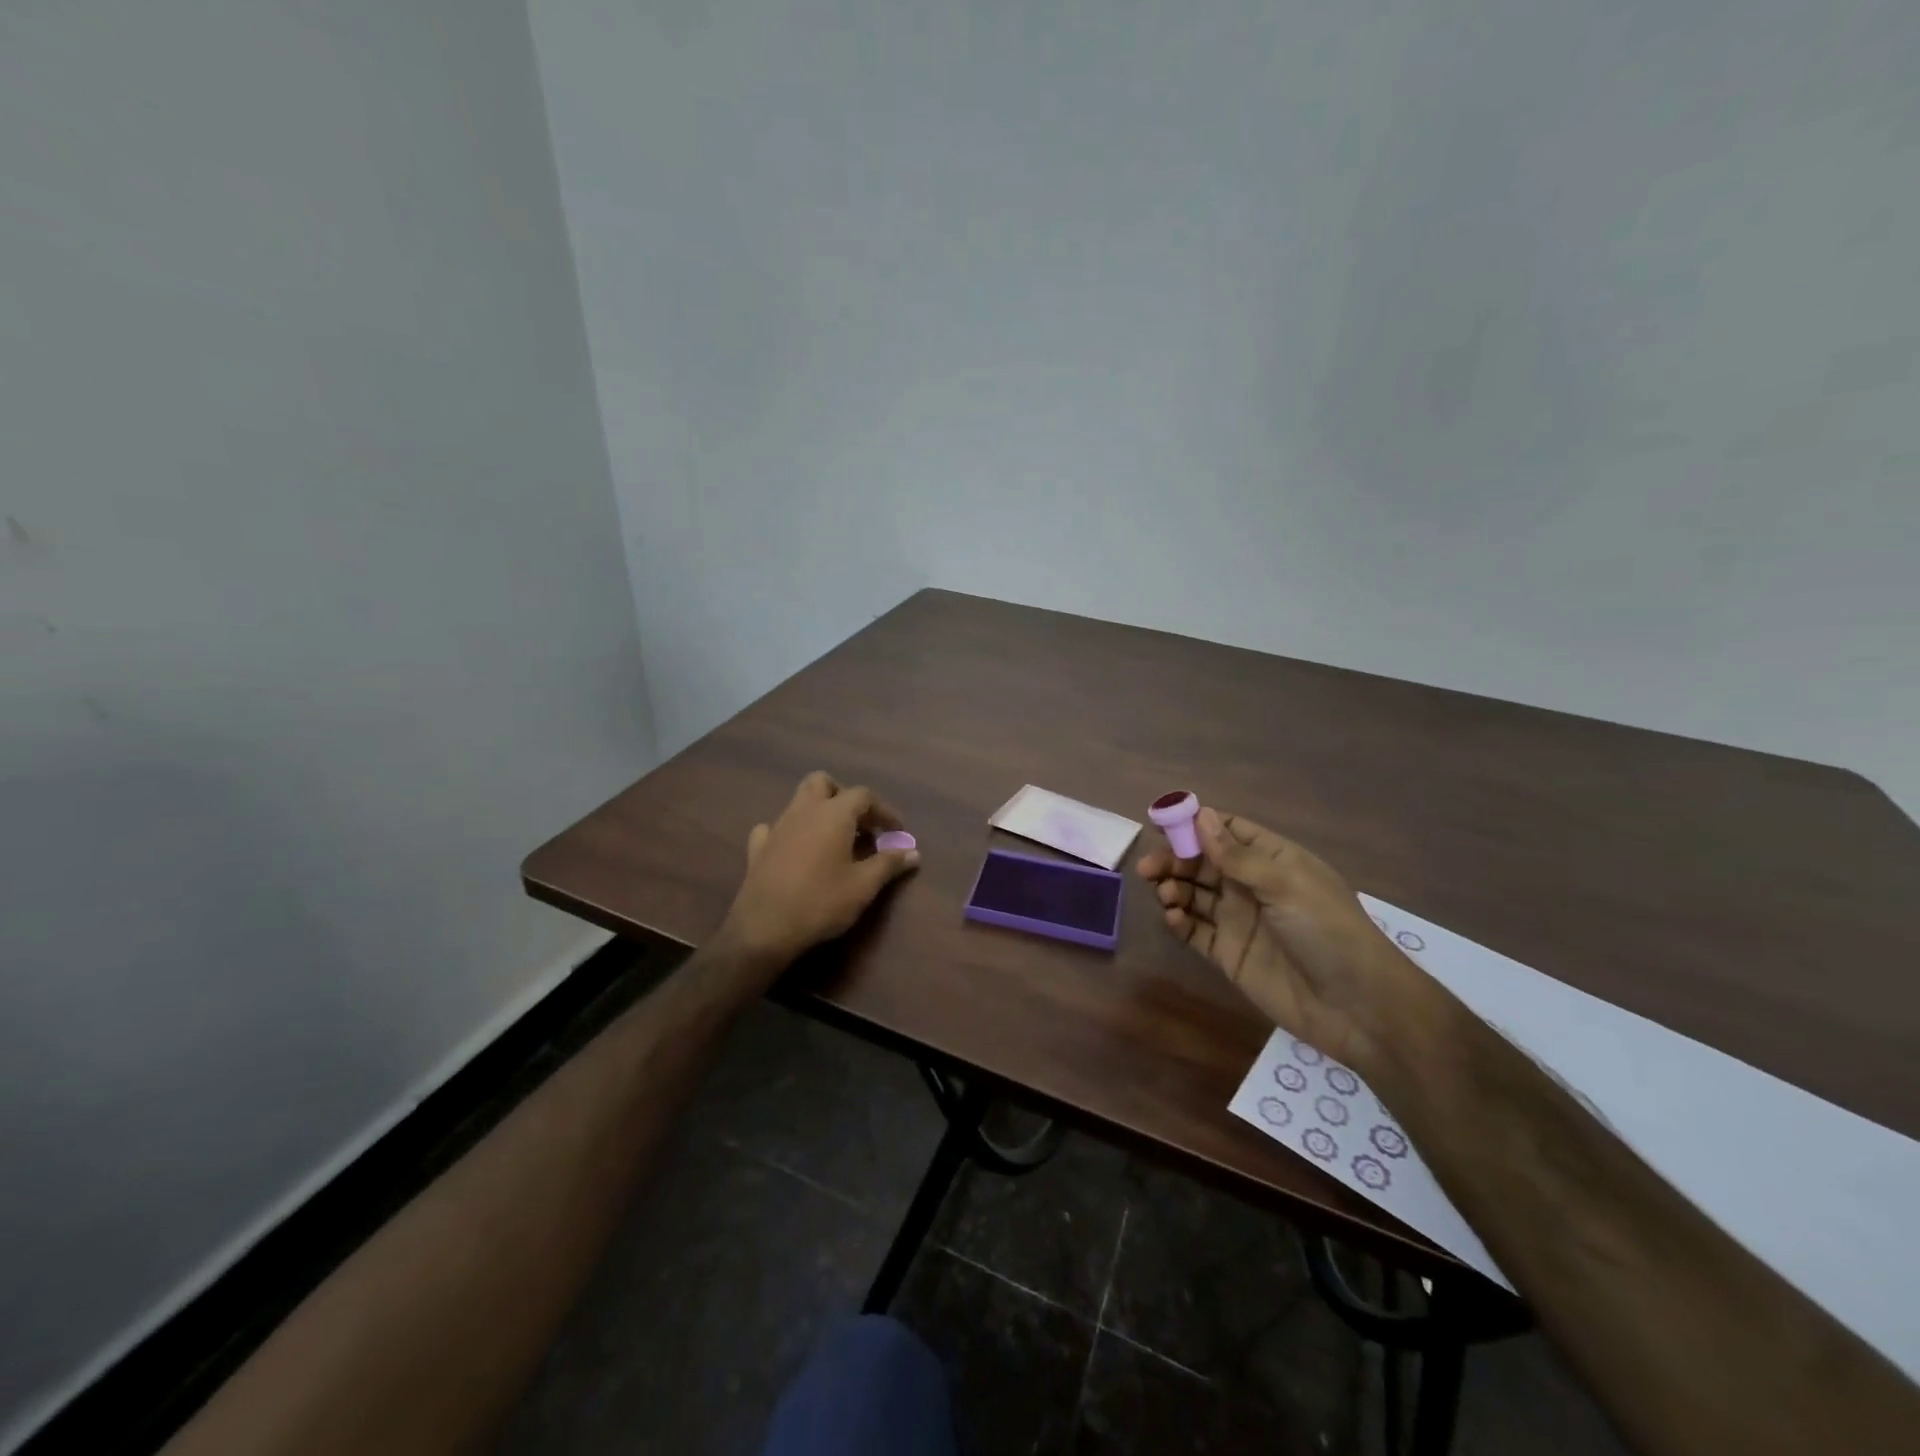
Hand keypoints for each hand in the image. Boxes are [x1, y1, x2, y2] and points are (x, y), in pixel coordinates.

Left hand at [715, 771, 920, 972]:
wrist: (764, 928)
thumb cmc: (822, 902)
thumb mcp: (864, 886)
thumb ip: (889, 863)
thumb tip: (913, 852)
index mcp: (833, 814)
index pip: (864, 796)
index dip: (883, 811)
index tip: (896, 832)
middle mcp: (804, 811)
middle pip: (822, 782)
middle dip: (842, 795)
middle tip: (858, 824)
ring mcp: (777, 827)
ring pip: (798, 801)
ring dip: (818, 812)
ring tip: (834, 839)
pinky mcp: (758, 847)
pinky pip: (773, 827)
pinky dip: (789, 832)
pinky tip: (795, 850)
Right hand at [1137, 807, 1426, 1070]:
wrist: (1358, 1008)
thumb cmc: (1328, 932)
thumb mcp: (1286, 885)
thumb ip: (1238, 856)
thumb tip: (1201, 815)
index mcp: (1273, 861)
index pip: (1228, 831)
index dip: (1195, 825)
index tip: (1161, 823)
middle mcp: (1252, 886)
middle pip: (1203, 863)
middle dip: (1175, 860)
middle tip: (1149, 867)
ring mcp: (1239, 921)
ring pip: (1194, 895)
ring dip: (1174, 889)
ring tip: (1165, 894)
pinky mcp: (1229, 954)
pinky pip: (1195, 931)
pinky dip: (1179, 921)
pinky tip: (1173, 918)